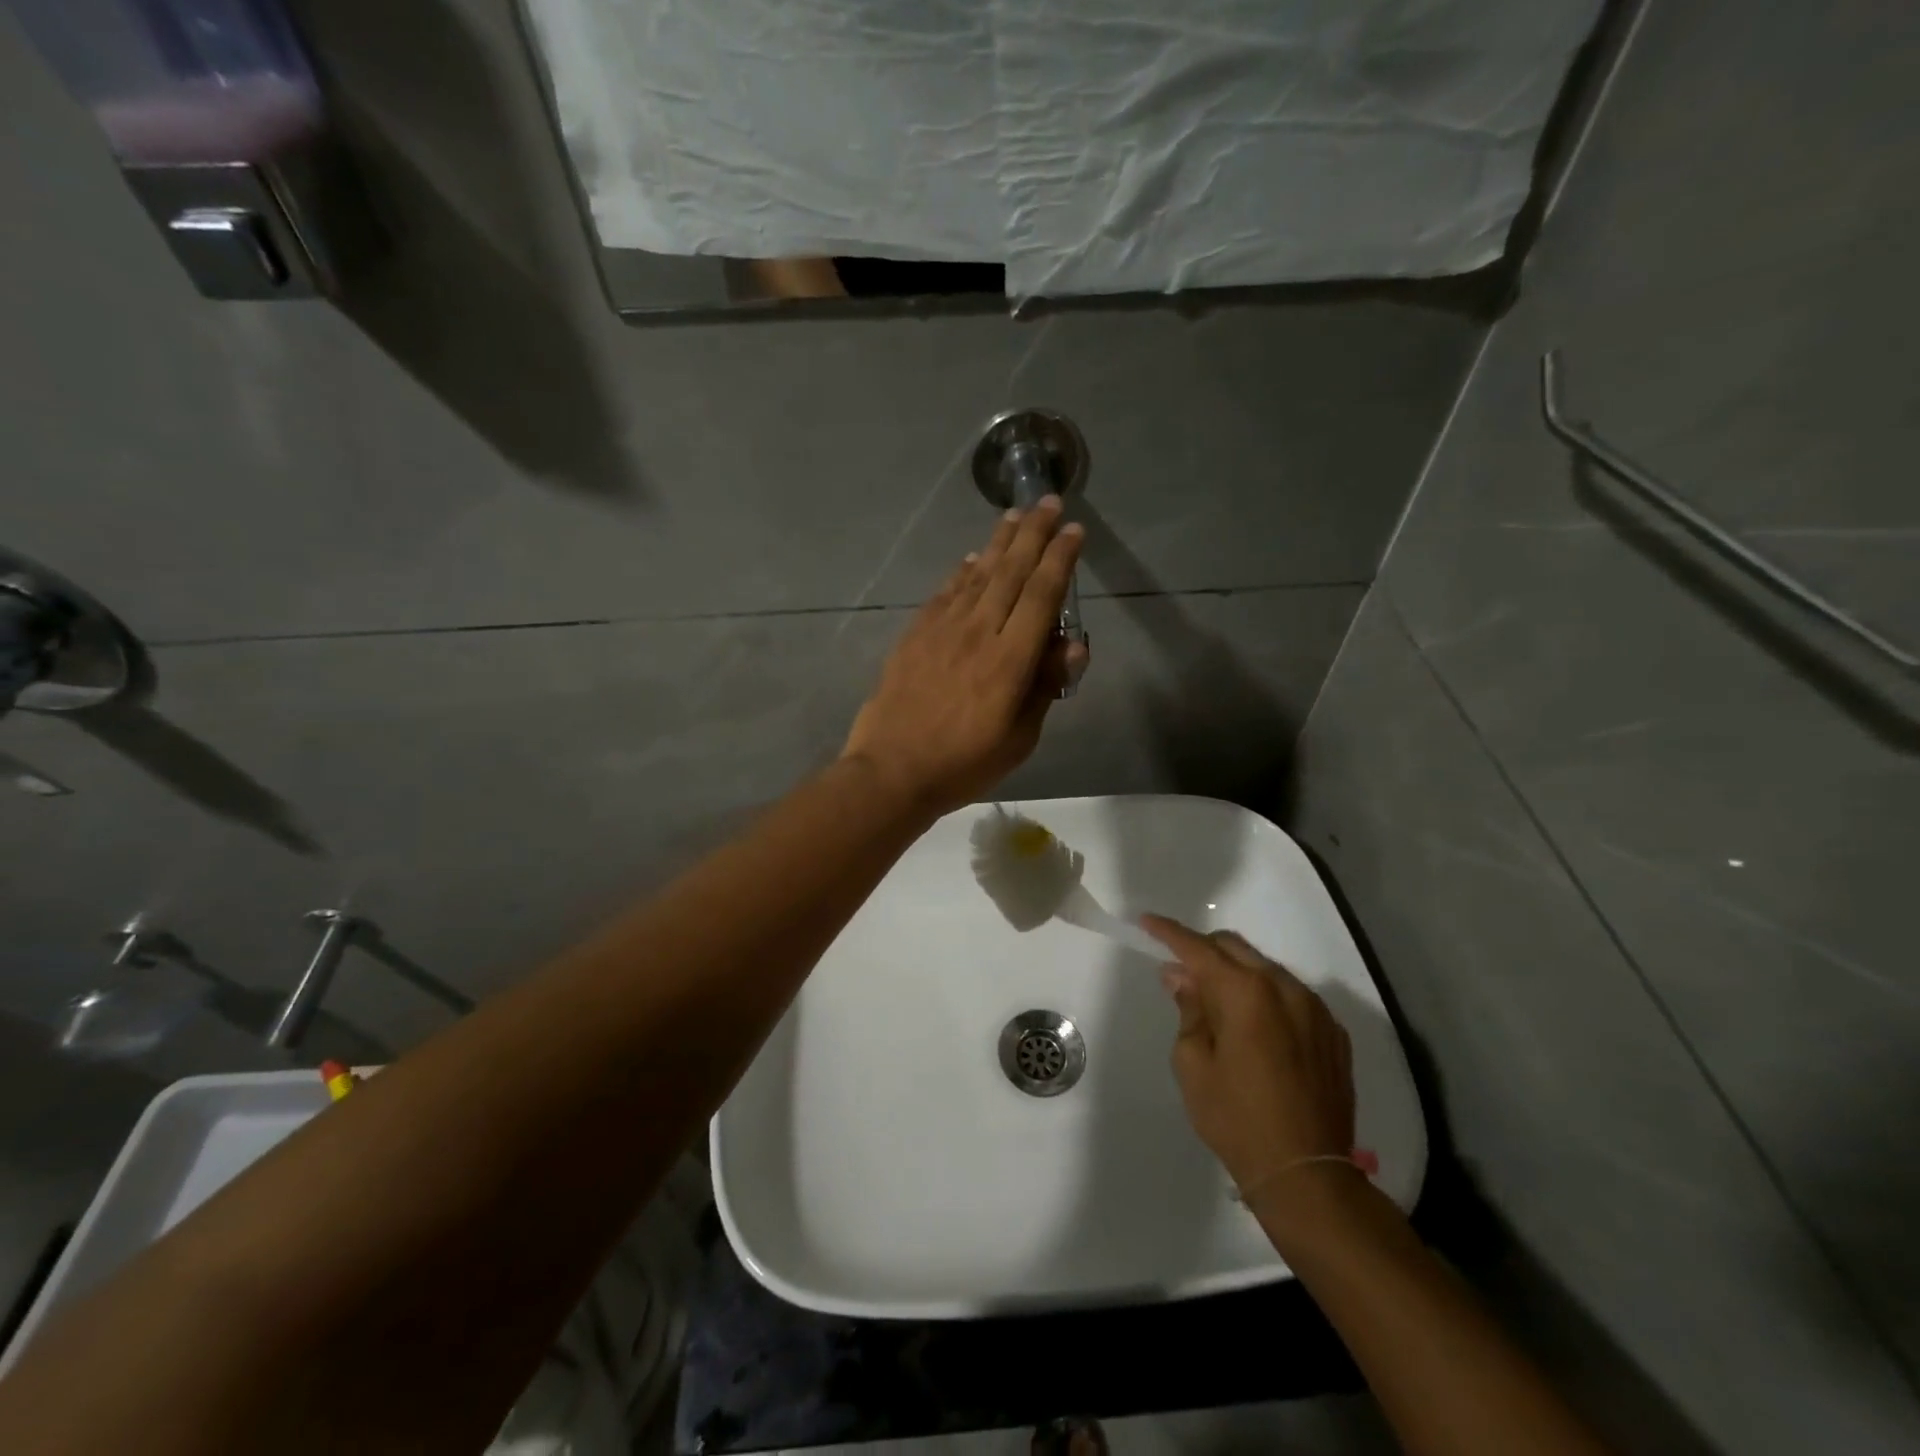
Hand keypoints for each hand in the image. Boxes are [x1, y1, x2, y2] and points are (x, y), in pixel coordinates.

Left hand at [843, 498, 1085, 814]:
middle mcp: (978, 632)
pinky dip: (962, 572)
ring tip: (1014, 517)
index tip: (1073, 530)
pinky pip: (945, 593)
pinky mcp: (915, 635)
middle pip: (1011, 572)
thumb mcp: (1019, 738)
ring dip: (999, 543)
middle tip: (1046, 501)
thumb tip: (1071, 644)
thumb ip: (1045, 687)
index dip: (1060, 559)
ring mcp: (942, 630)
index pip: (1042, 595)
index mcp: (1010, 660)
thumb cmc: (963, 764)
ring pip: (977, 574)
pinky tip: (972, 559)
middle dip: (1033, 533)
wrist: (891, 770)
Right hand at [1142, 915, 1359, 1225]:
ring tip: (1217, 1004)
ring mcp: (1315, 1009)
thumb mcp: (1193, 1064)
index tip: (1146, 922)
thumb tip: (1181, 977)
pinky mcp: (1334, 1033)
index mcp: (1245, 992)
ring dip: (1236, 974)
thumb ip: (1189, 1010)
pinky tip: (1255, 1028)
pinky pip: (1292, 996)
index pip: (1198, 948)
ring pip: (1265, 969)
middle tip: (1180, 973)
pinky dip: (1265, 997)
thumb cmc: (1236, 1120)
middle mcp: (1284, 988)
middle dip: (1203, 950)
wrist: (1308, 1176)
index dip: (1168, 932)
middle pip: (1235, 948)